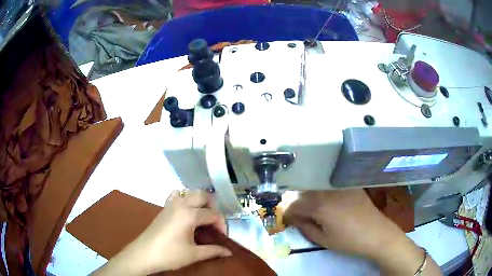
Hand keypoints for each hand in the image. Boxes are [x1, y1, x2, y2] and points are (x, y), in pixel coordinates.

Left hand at [93, 190, 231, 275]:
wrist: (144, 254)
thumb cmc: (170, 254)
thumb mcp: (194, 254)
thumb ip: (214, 251)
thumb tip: (229, 252)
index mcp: (190, 214)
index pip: (214, 214)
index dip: (222, 225)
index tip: (222, 237)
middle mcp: (181, 204)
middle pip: (204, 196)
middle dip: (213, 208)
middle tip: (213, 224)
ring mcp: (171, 203)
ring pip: (191, 193)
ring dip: (200, 202)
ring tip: (202, 218)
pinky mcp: (164, 207)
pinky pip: (178, 195)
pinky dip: (185, 199)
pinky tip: (186, 211)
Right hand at [284, 189, 392, 257]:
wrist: (375, 233)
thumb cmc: (348, 240)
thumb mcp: (323, 239)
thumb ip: (305, 227)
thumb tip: (295, 219)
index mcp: (319, 206)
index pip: (294, 205)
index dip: (288, 214)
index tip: (288, 220)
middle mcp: (327, 191)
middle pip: (303, 194)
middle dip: (298, 205)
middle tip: (300, 217)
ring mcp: (339, 186)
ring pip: (316, 188)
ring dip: (310, 198)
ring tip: (313, 210)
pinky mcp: (349, 185)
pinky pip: (330, 186)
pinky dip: (323, 193)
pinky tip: (328, 202)